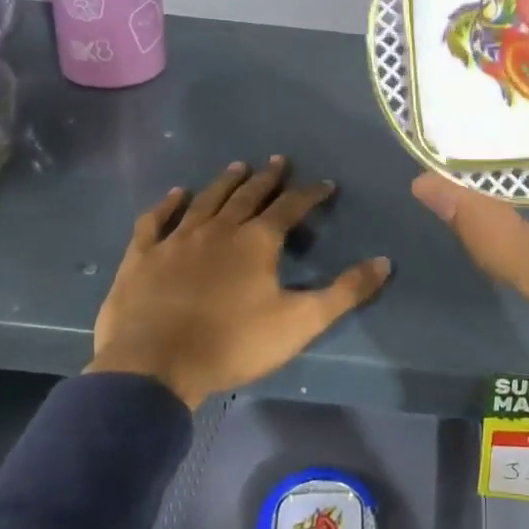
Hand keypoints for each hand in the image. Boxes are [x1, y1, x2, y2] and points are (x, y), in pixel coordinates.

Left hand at [89, 157, 391, 406]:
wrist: (154, 366)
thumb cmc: (233, 344)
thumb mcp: (300, 323)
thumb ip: (344, 292)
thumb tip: (385, 262)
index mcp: (257, 241)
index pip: (291, 207)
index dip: (310, 194)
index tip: (326, 184)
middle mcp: (219, 229)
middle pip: (248, 195)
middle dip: (267, 178)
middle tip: (278, 161)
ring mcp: (177, 239)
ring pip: (206, 200)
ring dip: (224, 182)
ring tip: (238, 166)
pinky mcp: (143, 256)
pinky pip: (156, 220)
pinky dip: (167, 205)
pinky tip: (175, 195)